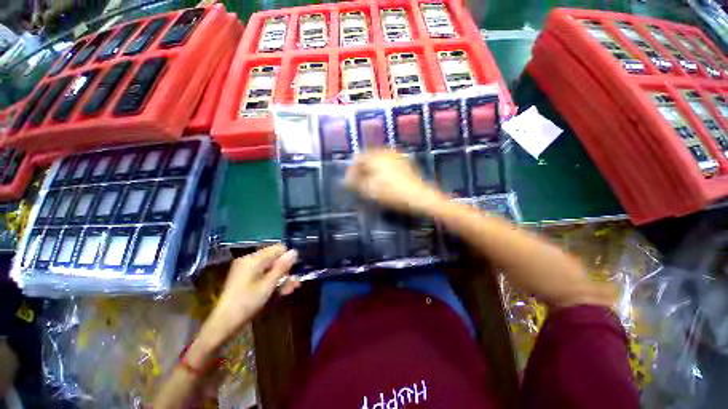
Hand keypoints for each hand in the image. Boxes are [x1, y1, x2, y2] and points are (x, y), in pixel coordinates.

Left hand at [202, 245, 298, 345]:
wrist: (224, 322)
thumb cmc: (247, 302)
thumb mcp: (268, 284)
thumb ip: (282, 266)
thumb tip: (295, 251)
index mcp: (254, 259)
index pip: (278, 248)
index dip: (288, 257)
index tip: (294, 270)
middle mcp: (249, 260)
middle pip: (274, 258)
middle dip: (286, 270)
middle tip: (294, 284)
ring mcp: (246, 269)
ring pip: (270, 268)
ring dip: (281, 277)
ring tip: (289, 290)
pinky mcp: (245, 278)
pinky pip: (263, 274)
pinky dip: (271, 281)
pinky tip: (279, 291)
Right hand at [345, 149, 447, 214]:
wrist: (420, 197)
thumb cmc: (393, 193)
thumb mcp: (371, 190)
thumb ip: (356, 182)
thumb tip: (346, 179)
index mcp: (376, 156)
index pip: (357, 158)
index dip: (351, 170)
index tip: (350, 182)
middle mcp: (385, 151)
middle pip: (367, 157)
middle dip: (361, 169)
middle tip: (359, 183)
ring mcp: (395, 155)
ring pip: (376, 159)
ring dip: (370, 169)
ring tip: (369, 182)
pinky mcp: (402, 161)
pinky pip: (386, 162)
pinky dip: (380, 169)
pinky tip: (381, 179)